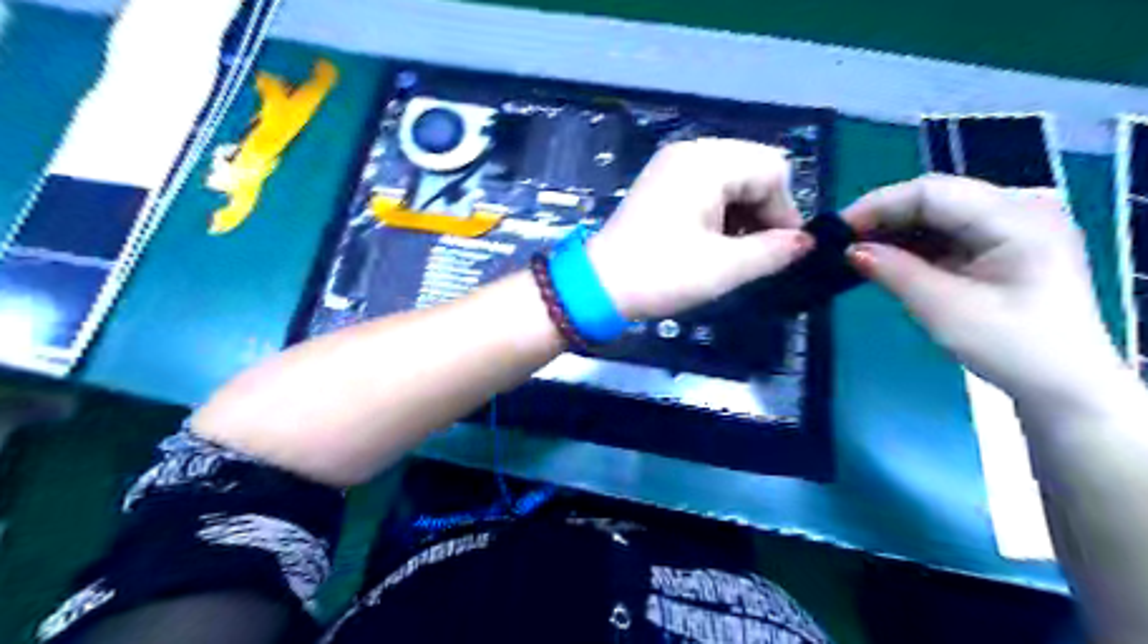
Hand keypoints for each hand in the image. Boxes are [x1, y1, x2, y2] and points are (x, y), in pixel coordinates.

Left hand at [593, 138, 814, 319]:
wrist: (597, 286)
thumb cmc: (661, 275)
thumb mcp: (724, 268)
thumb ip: (773, 251)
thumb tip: (806, 243)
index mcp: (706, 162)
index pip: (772, 169)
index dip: (784, 211)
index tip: (780, 251)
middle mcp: (691, 152)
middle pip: (753, 168)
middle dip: (764, 210)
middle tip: (757, 252)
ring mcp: (672, 165)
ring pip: (732, 179)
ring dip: (743, 213)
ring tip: (735, 251)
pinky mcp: (662, 184)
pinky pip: (708, 187)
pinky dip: (721, 211)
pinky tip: (715, 240)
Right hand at [842, 177, 1127, 406]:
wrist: (1065, 385)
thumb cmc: (1011, 348)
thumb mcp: (944, 309)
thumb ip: (895, 272)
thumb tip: (849, 250)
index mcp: (1017, 217)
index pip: (932, 192)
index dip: (878, 205)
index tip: (837, 231)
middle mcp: (1021, 207)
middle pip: (936, 197)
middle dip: (884, 216)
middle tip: (840, 242)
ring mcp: (1015, 224)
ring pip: (939, 213)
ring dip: (896, 230)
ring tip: (856, 250)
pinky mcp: (1005, 244)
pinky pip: (950, 231)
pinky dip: (915, 243)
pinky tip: (888, 257)